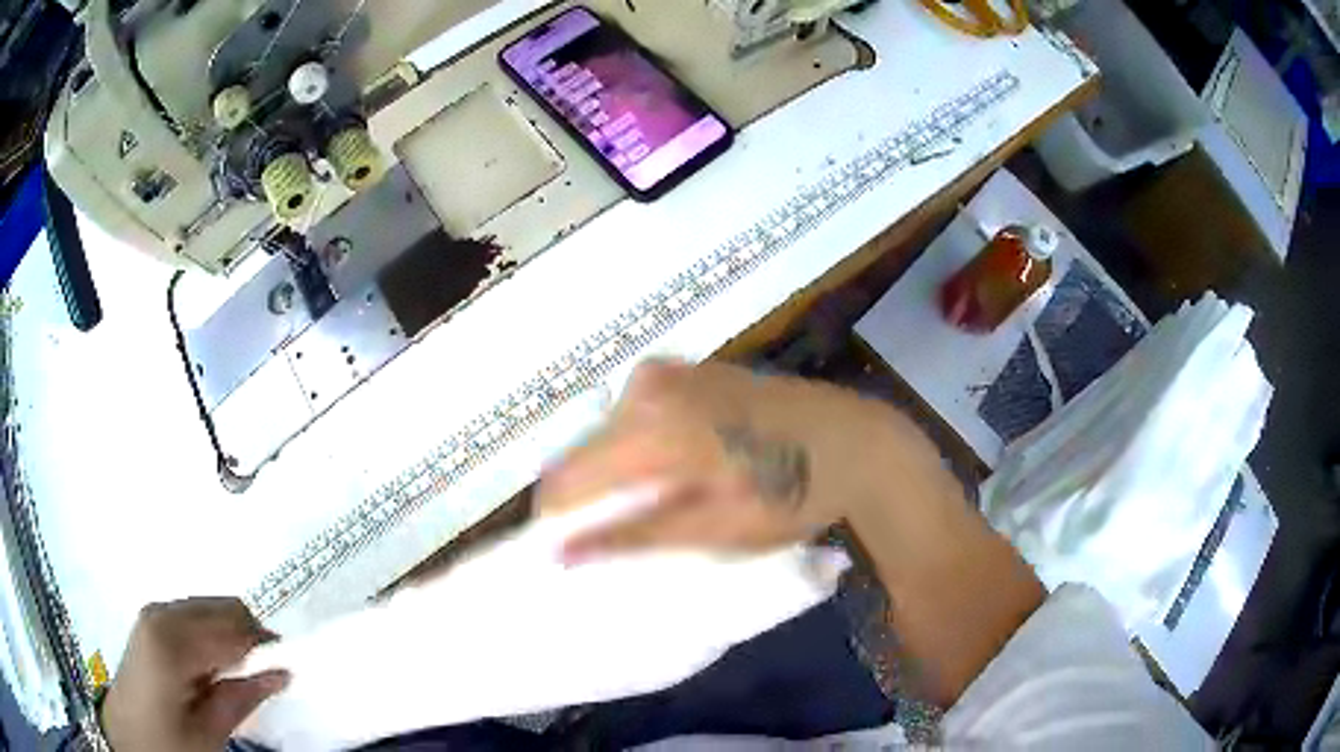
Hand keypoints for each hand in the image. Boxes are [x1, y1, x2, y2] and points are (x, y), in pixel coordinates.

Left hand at [101, 598, 288, 751]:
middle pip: (220, 606)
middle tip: (267, 672)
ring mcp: (153, 613)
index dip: (265, 642)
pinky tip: (216, 665)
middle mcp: (162, 612)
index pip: (233, 623)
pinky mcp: (151, 621)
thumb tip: (283, 672)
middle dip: (248, 635)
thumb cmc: (170, 739)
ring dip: (230, 635)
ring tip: (242, 673)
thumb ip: (243, 697)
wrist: (131, 734)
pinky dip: (212, 635)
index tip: (288, 664)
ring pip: (207, 609)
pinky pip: (192, 616)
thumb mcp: (210, 730)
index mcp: (173, 638)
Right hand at [538, 360, 939, 558]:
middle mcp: (648, 386)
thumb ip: (633, 537)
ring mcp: (670, 371)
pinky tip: (674, 469)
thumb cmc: (791, 492)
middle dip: (593, 495)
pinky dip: (644, 445)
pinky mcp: (690, 369)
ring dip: (619, 471)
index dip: (561, 517)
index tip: (566, 550)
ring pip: (612, 432)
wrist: (857, 444)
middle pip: (587, 450)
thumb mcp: (714, 530)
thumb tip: (562, 553)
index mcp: (651, 425)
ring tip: (651, 506)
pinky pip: (640, 412)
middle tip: (615, 534)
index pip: (568, 475)